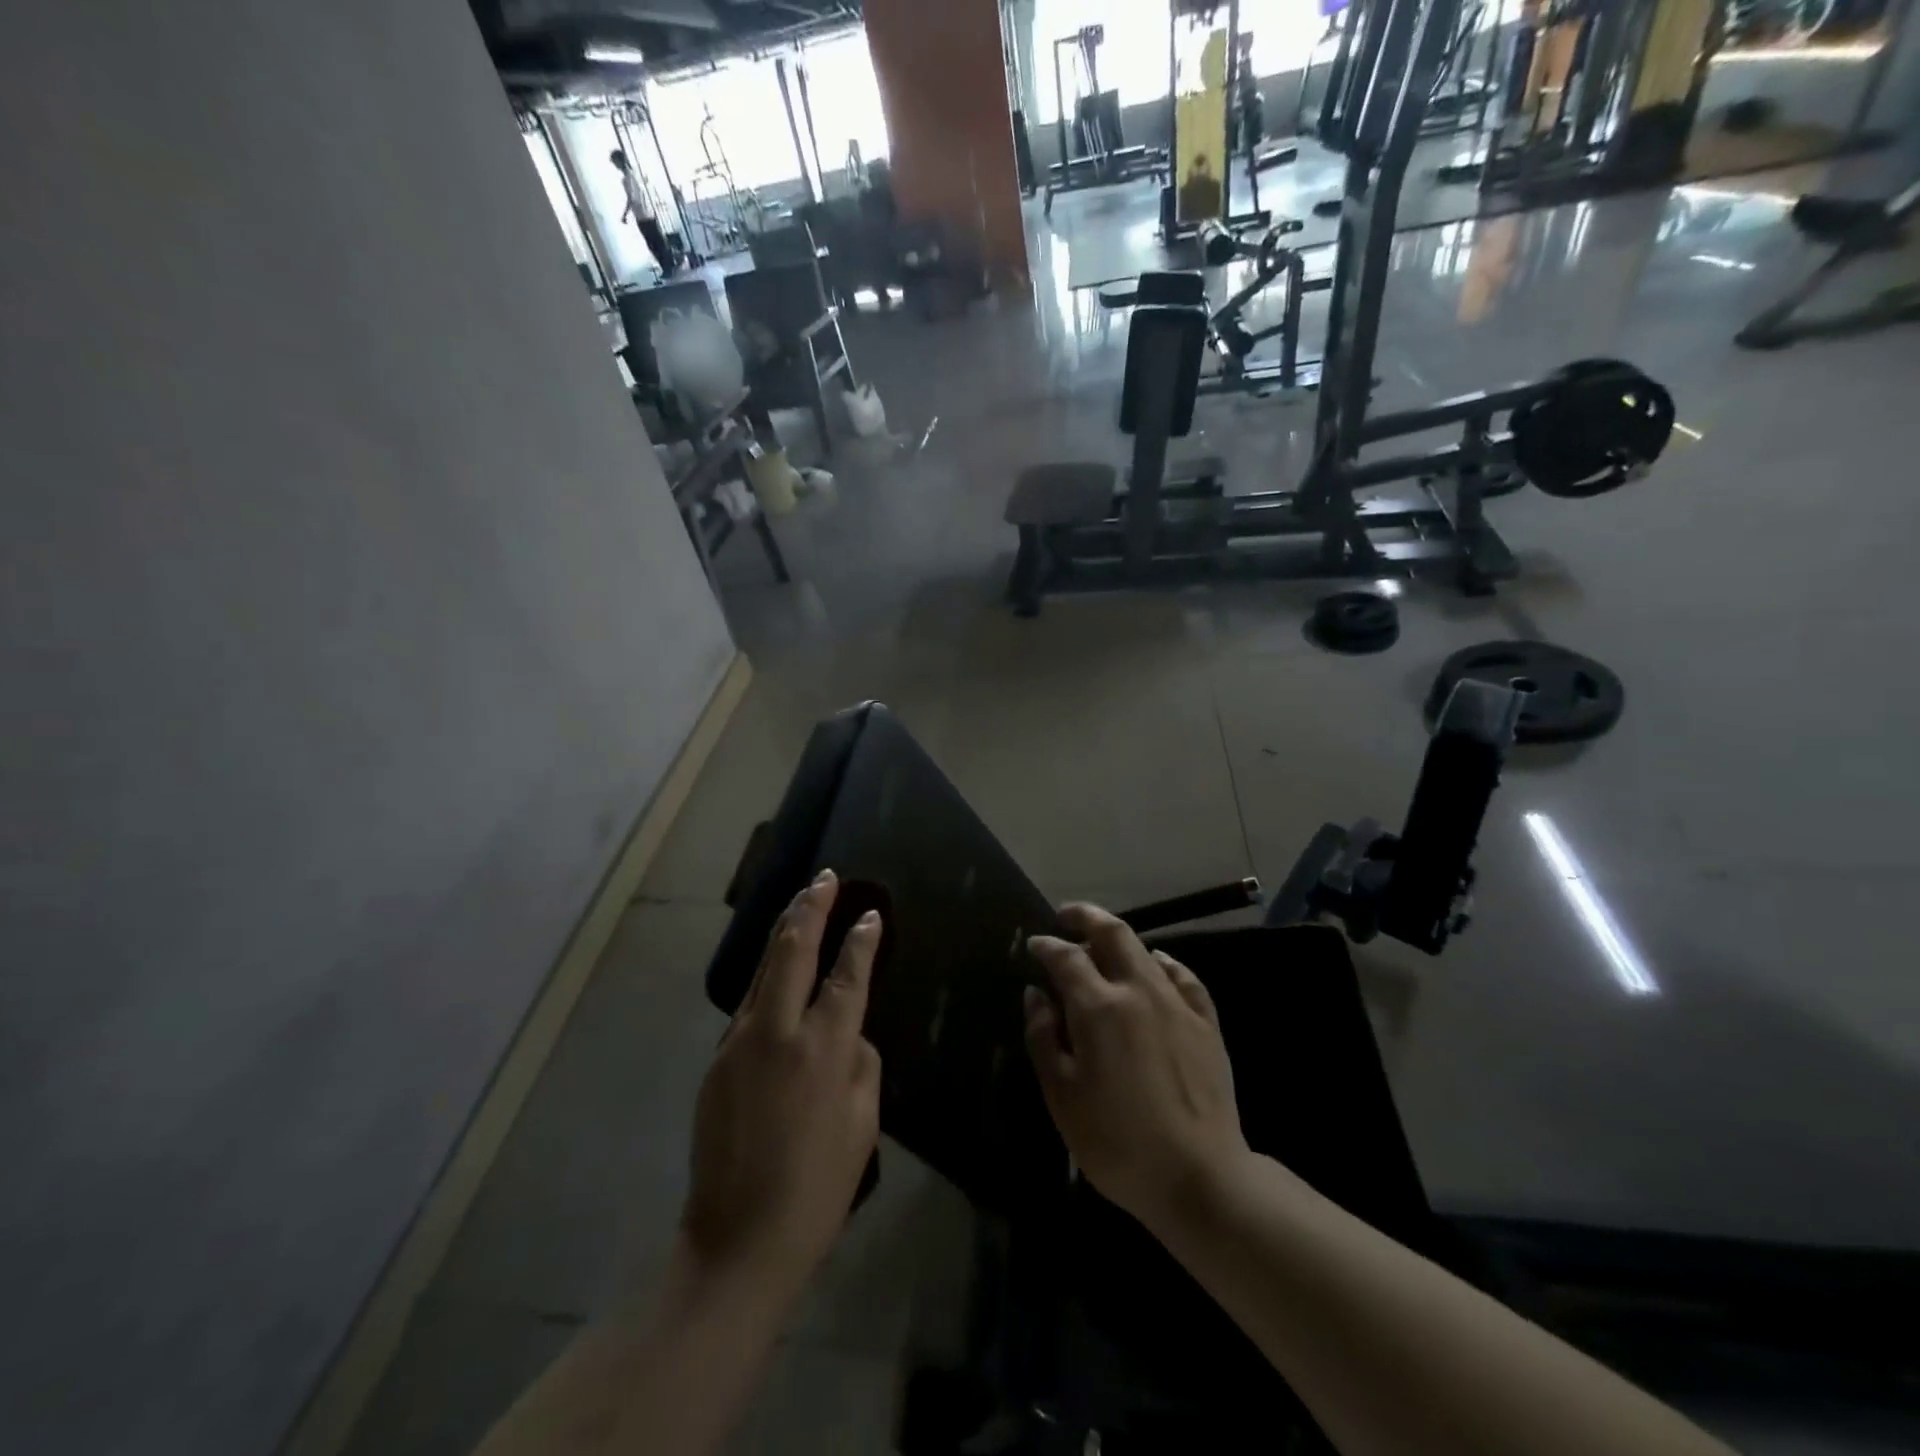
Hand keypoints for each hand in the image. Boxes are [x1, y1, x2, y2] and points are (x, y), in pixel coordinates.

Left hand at [679, 869, 881, 1303]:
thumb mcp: (863, 1124)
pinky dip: (767, 972)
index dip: (860, 940)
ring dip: (784, 930)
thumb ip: (861, 1063)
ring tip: (800, 902)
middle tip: (824, 878)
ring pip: (763, 968)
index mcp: (822, 1047)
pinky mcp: (717, 1060)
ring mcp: (739, 1041)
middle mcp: (777, 1030)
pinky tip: (777, 967)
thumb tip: (849, 1032)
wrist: (737, 1241)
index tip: (869, 914)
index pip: (847, 975)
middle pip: (792, 949)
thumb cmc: (817, 1187)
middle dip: (810, 907)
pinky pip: (748, 1002)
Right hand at [1024, 904, 1249, 1231]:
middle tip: (1066, 915)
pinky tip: (1156, 965)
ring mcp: (1177, 1003)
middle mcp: (1138, 991)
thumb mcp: (1062, 1096)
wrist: (1201, 1178)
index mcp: (1099, 1007)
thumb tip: (1036, 994)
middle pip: (1111, 933)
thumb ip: (1043, 1037)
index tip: (1033, 945)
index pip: (1066, 958)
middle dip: (1085, 916)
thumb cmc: (1117, 1142)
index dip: (1046, 946)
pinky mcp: (1206, 1023)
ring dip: (1117, 938)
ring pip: (1145, 950)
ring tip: (1100, 945)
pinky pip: (1183, 976)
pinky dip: (1163, 962)